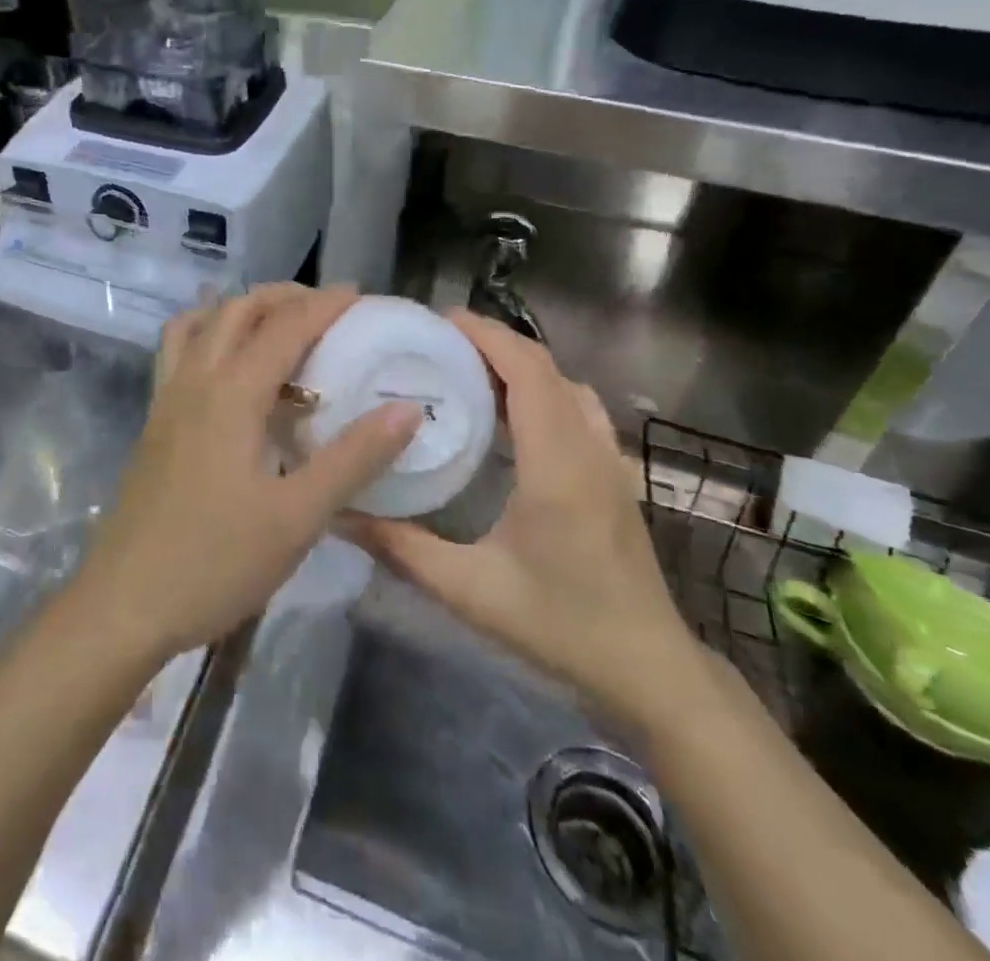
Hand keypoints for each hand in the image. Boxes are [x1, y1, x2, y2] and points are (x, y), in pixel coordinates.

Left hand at [72, 285, 421, 664]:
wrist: (125, 603)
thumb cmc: (216, 562)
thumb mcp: (298, 517)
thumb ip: (353, 459)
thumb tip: (407, 409)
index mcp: (232, 393)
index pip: (285, 326)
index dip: (325, 304)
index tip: (363, 296)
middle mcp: (195, 380)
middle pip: (237, 310)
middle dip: (284, 297)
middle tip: (326, 309)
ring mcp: (167, 398)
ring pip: (199, 323)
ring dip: (240, 309)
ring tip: (275, 326)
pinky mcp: (154, 421)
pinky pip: (178, 351)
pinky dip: (207, 334)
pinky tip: (229, 369)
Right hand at [342, 310, 707, 730]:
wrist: (650, 669)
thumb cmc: (560, 627)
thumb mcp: (470, 590)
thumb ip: (401, 548)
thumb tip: (340, 513)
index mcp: (556, 464)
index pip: (528, 372)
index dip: (487, 336)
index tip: (439, 319)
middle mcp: (588, 448)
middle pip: (545, 368)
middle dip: (494, 341)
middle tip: (438, 341)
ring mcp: (609, 460)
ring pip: (565, 384)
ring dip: (520, 364)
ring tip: (468, 368)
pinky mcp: (614, 475)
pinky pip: (577, 408)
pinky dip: (542, 389)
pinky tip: (511, 415)